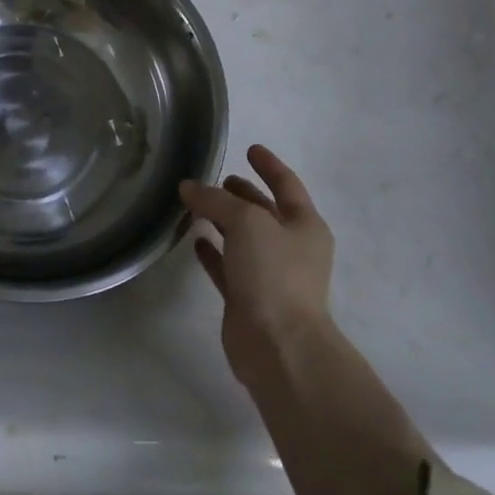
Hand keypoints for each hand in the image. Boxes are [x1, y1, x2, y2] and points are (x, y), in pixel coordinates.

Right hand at [180, 145, 335, 385]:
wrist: (278, 346)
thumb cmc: (273, 274)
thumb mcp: (246, 223)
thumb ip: (215, 200)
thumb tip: (188, 187)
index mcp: (305, 225)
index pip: (287, 184)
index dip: (268, 165)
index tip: (250, 148)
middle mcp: (291, 247)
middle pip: (264, 211)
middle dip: (243, 194)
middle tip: (217, 180)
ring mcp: (270, 275)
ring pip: (243, 239)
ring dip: (223, 221)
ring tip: (196, 204)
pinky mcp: (247, 298)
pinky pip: (228, 266)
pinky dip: (213, 252)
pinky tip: (195, 241)